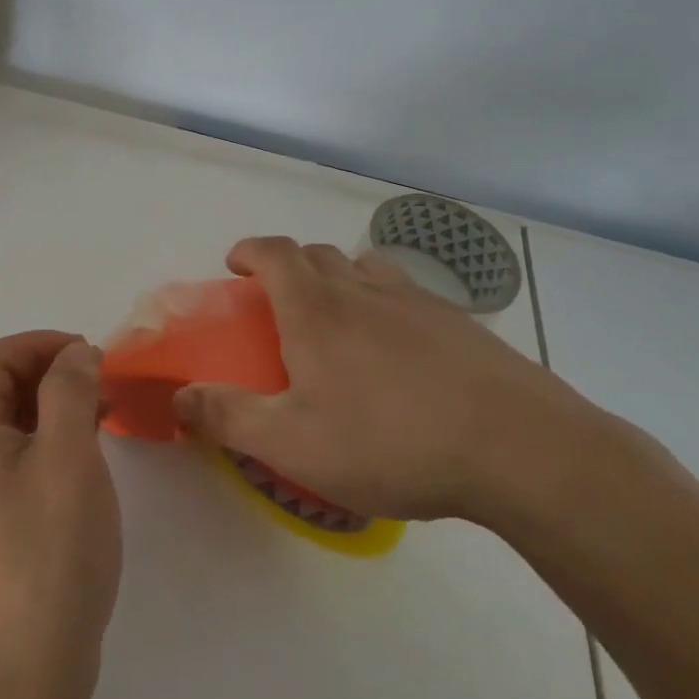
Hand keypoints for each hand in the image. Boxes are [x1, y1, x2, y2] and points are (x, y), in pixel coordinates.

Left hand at [0, 332, 121, 698]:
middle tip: (101, 384)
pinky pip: (20, 465)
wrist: (25, 674)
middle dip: (49, 374)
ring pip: (12, 429)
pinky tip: (86, 465)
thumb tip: (75, 354)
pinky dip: (52, 445)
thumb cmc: (49, 552)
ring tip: (103, 417)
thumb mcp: (68, 457)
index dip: (37, 344)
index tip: (87, 354)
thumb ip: (70, 392)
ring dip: (54, 409)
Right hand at [173, 237, 608, 522]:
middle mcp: (364, 291)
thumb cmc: (390, 441)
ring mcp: (417, 303)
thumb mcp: (293, 444)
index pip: (275, 253)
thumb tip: (180, 396)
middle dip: (289, 267)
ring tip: (338, 319)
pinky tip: (399, 352)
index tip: (235, 264)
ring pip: (365, 268)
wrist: (518, 449)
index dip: (250, 250)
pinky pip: (408, 295)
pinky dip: (385, 304)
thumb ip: (229, 417)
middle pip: (318, 255)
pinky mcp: (460, 324)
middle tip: (279, 304)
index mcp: (317, 310)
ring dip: (339, 278)